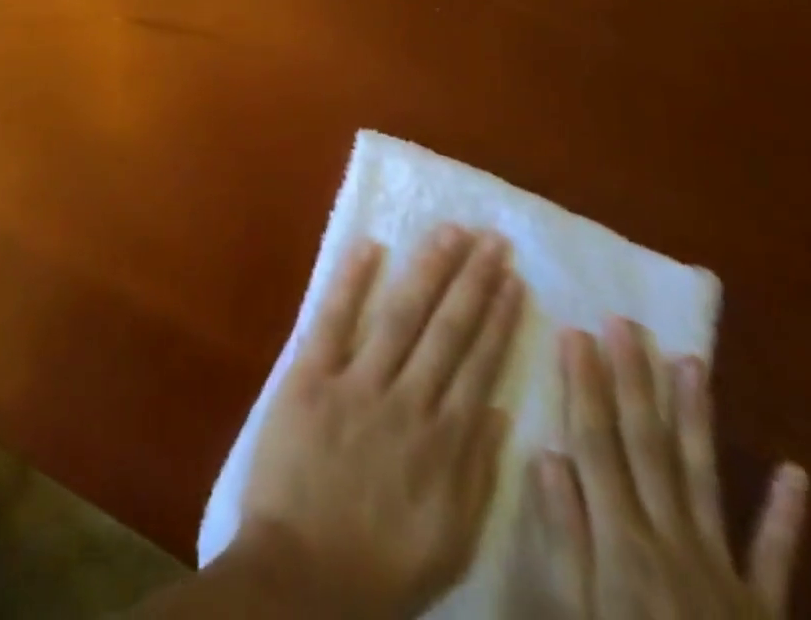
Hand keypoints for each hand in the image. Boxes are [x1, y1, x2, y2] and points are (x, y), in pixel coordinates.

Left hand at [235, 225, 525, 619]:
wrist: (298, 579)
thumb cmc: (377, 569)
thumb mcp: (449, 541)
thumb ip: (476, 475)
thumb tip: (498, 411)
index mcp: (444, 444)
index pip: (478, 365)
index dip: (498, 319)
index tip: (512, 280)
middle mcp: (408, 403)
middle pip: (448, 330)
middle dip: (472, 281)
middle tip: (491, 239)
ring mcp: (357, 384)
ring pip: (401, 315)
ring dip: (428, 270)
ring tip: (450, 232)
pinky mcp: (310, 377)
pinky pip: (333, 319)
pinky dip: (351, 281)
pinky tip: (370, 246)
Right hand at [529, 320, 808, 618]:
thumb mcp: (576, 614)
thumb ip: (565, 537)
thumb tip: (547, 455)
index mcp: (622, 541)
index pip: (597, 442)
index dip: (584, 385)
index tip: (575, 332)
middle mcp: (672, 539)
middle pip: (647, 445)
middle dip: (633, 380)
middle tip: (626, 324)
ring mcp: (724, 570)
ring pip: (703, 477)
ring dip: (696, 418)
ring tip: (693, 362)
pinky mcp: (764, 606)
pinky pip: (775, 555)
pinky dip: (785, 515)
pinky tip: (795, 472)